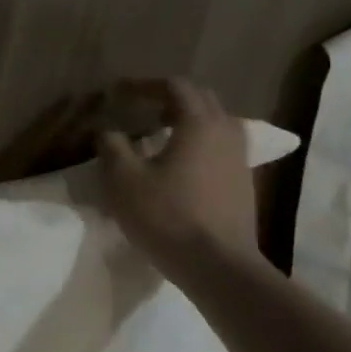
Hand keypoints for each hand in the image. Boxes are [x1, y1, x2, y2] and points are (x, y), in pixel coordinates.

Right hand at [97, 78, 259, 267]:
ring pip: (216, 124)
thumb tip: (107, 131)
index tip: (118, 93)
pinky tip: (178, 163)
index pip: (175, 86)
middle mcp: (225, 134)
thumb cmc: (166, 215)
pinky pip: (220, 148)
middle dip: (170, 97)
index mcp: (198, 124)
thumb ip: (111, 146)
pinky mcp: (243, 184)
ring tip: (159, 134)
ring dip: (187, 120)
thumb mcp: (122, 178)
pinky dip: (198, 143)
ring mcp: (240, 160)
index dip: (144, 85)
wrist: (218, 266)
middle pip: (201, 100)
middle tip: (140, 108)